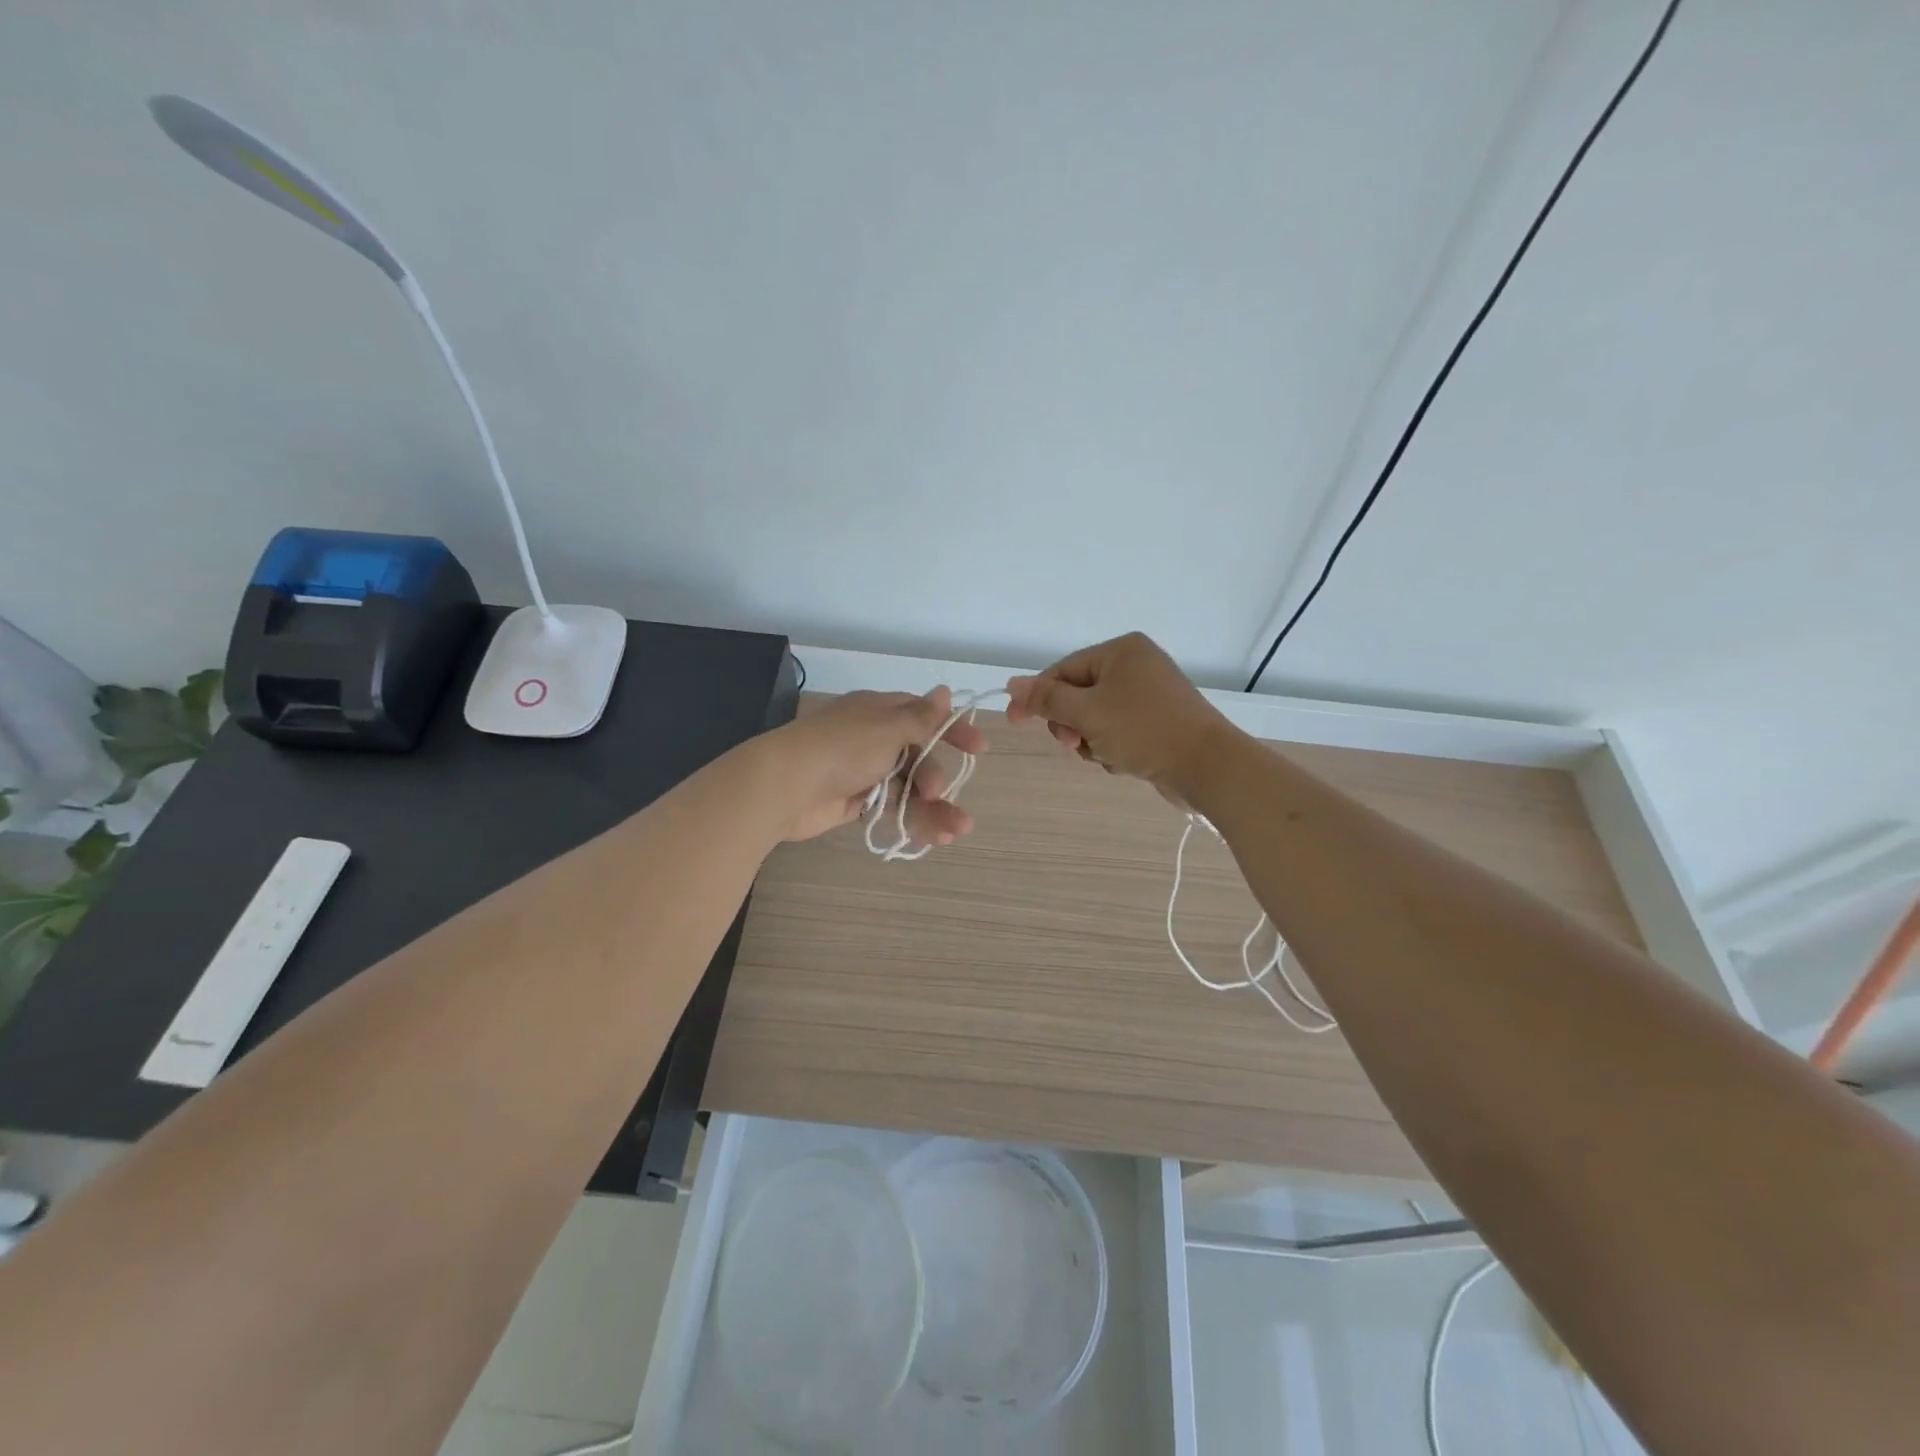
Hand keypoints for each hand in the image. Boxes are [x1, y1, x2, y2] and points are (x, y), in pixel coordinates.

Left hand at [758, 688, 987, 843]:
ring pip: (909, 788)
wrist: (786, 785)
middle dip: (936, 776)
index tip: (979, 748)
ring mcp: (864, 772)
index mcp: (879, 712)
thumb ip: (920, 717)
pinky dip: (915, 821)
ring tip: (958, 830)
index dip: (952, 730)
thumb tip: (944, 691)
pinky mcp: (857, 802)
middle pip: (919, 756)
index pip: (923, 715)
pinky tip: (935, 837)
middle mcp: (874, 739)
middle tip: (936, 791)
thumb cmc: (842, 748)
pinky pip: (894, 809)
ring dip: (935, 808)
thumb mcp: (887, 727)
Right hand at [1006, 633, 1231, 797]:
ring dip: (1090, 740)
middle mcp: (1135, 666)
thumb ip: (1047, 698)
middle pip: (1077, 694)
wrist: (1207, 766)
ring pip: (1094, 718)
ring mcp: (1148, 696)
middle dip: (1071, 723)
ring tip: (1105, 754)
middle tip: (1074, 743)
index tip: (1014, 721)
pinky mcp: (1157, 723)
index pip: (1063, 670)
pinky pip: (1116, 732)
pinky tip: (1123, 762)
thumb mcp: (1088, 712)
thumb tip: (1013, 684)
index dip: (1037, 696)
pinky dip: (1112, 748)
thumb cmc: (1144, 730)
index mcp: (1121, 651)